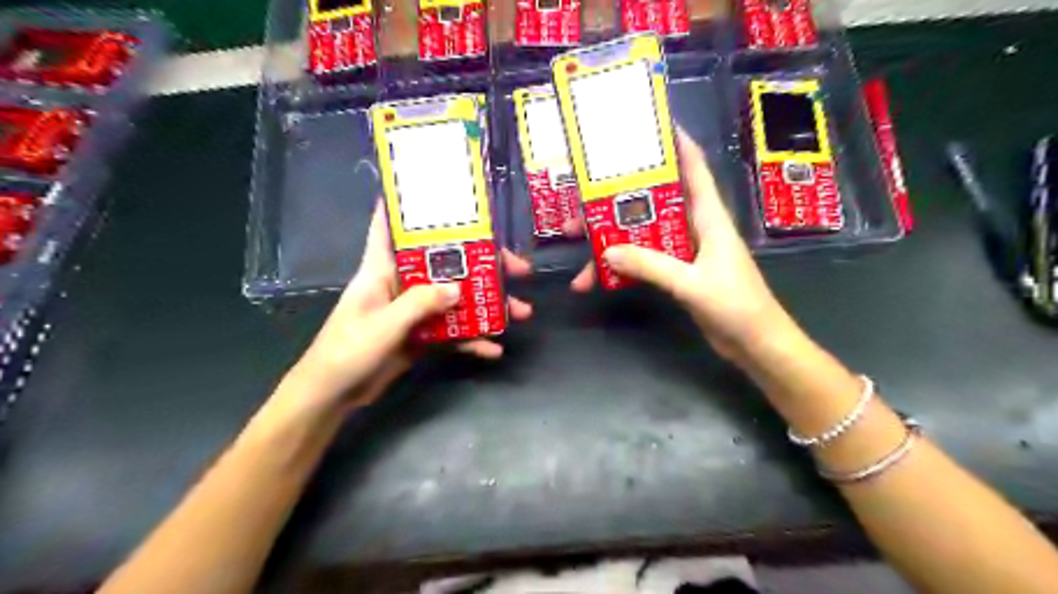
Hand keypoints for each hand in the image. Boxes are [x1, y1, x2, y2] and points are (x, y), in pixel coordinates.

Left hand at [281, 205, 532, 412]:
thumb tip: (459, 288)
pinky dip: (473, 339)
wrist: (334, 395)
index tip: (439, 192)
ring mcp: (414, 311)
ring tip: (521, 312)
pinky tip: (493, 349)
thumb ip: (420, 304)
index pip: (389, 227)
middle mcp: (402, 284)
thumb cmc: (347, 351)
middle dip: (481, 264)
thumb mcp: (384, 325)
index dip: (406, 206)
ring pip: (456, 299)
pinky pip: (453, 332)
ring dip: (487, 305)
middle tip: (518, 268)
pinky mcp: (421, 336)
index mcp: (381, 270)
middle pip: (445, 264)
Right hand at [572, 127, 783, 358]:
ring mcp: (685, 251)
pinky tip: (598, 277)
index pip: (694, 168)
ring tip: (578, 247)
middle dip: (618, 200)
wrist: (756, 344)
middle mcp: (695, 227)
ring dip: (612, 240)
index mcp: (709, 217)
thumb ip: (651, 267)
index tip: (648, 125)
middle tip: (581, 202)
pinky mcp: (678, 272)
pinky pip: (645, 260)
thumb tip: (607, 252)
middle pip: (653, 202)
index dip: (676, 143)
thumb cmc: (737, 306)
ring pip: (642, 234)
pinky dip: (623, 267)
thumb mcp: (692, 284)